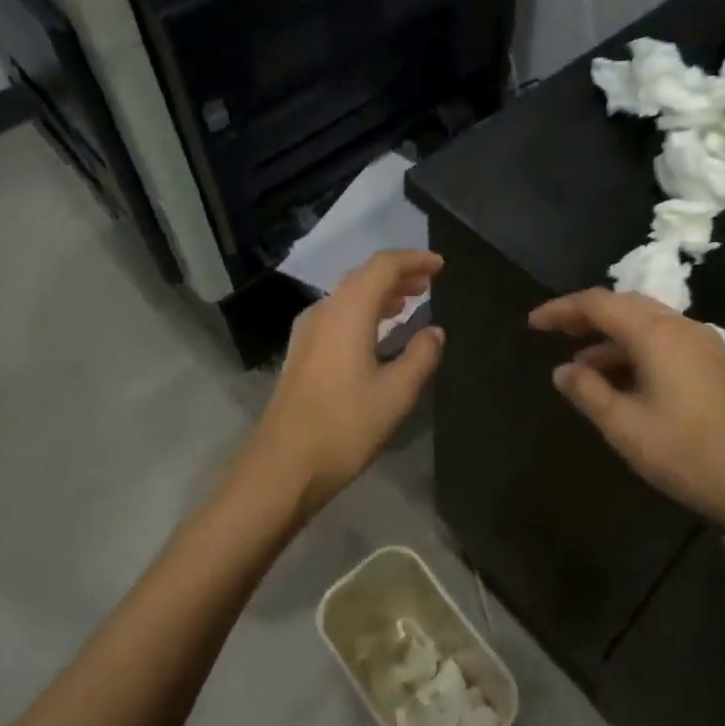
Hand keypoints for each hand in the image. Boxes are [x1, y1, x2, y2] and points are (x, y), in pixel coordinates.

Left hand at [246, 250, 444, 518]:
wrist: (283, 465)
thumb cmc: (345, 426)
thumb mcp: (397, 393)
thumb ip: (421, 356)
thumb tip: (435, 332)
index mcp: (348, 312)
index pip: (382, 266)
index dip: (413, 260)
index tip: (440, 265)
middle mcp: (325, 311)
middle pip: (364, 277)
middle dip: (398, 274)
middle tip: (429, 282)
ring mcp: (308, 332)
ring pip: (349, 296)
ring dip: (381, 293)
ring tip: (410, 300)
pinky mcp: (302, 352)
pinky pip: (338, 315)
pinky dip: (364, 311)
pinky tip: (378, 331)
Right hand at [529, 289, 724, 538]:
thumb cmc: (690, 455)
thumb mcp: (626, 428)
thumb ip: (589, 392)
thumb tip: (563, 370)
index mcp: (657, 334)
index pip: (599, 304)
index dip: (562, 309)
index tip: (532, 324)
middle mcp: (682, 327)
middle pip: (625, 306)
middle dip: (586, 317)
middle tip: (554, 334)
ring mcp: (704, 346)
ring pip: (647, 325)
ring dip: (611, 337)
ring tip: (581, 365)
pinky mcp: (716, 367)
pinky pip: (665, 343)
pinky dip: (635, 352)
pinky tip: (622, 383)